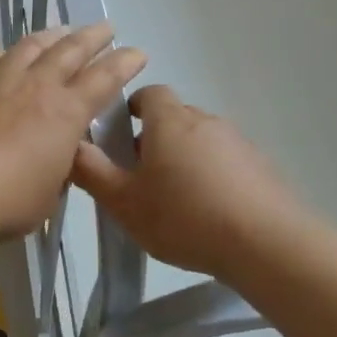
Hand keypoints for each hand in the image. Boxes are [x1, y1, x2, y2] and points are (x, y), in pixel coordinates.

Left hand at [0, 24, 146, 239]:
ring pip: (26, 47)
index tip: (137, 53)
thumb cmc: (7, 201)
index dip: (123, 64)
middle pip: (69, 51)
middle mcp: (34, 87)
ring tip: (58, 31)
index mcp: (65, 114)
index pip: (104, 80)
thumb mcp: (48, 193)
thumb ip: (55, 170)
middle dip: (91, 37)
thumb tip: (53, 158)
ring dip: (47, 37)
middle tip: (105, 28)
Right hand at [71, 85, 308, 282]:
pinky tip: (209, 214)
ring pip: (201, 141)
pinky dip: (213, 177)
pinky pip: (227, 162)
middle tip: (140, 180)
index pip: (149, 94)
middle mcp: (205, 121)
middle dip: (155, 140)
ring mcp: (238, 142)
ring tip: (176, 203)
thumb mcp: (124, 202)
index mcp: (169, 121)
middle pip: (174, 118)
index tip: (121, 138)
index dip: (132, 110)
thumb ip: (92, 172)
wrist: (267, 243)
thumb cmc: (184, 217)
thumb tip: (70, 145)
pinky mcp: (262, 166)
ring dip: (185, 160)